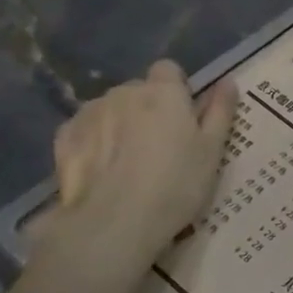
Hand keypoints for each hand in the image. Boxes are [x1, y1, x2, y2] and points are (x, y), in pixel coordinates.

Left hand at [32, 62, 237, 292]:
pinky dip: (95, 142)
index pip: (169, 70)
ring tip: (128, 164)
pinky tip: (102, 171)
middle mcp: (124, 92)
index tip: (184, 119)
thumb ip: (220, 111)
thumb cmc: (175, 185)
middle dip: (148, 110)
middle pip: (139, 91)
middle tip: (160, 148)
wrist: (114, 223)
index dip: (177, 90)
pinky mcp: (65, 136)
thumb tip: (227, 82)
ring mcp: (90, 112)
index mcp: (164, 91)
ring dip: (120, 124)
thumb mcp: (212, 151)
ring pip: (111, 109)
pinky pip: (85, 129)